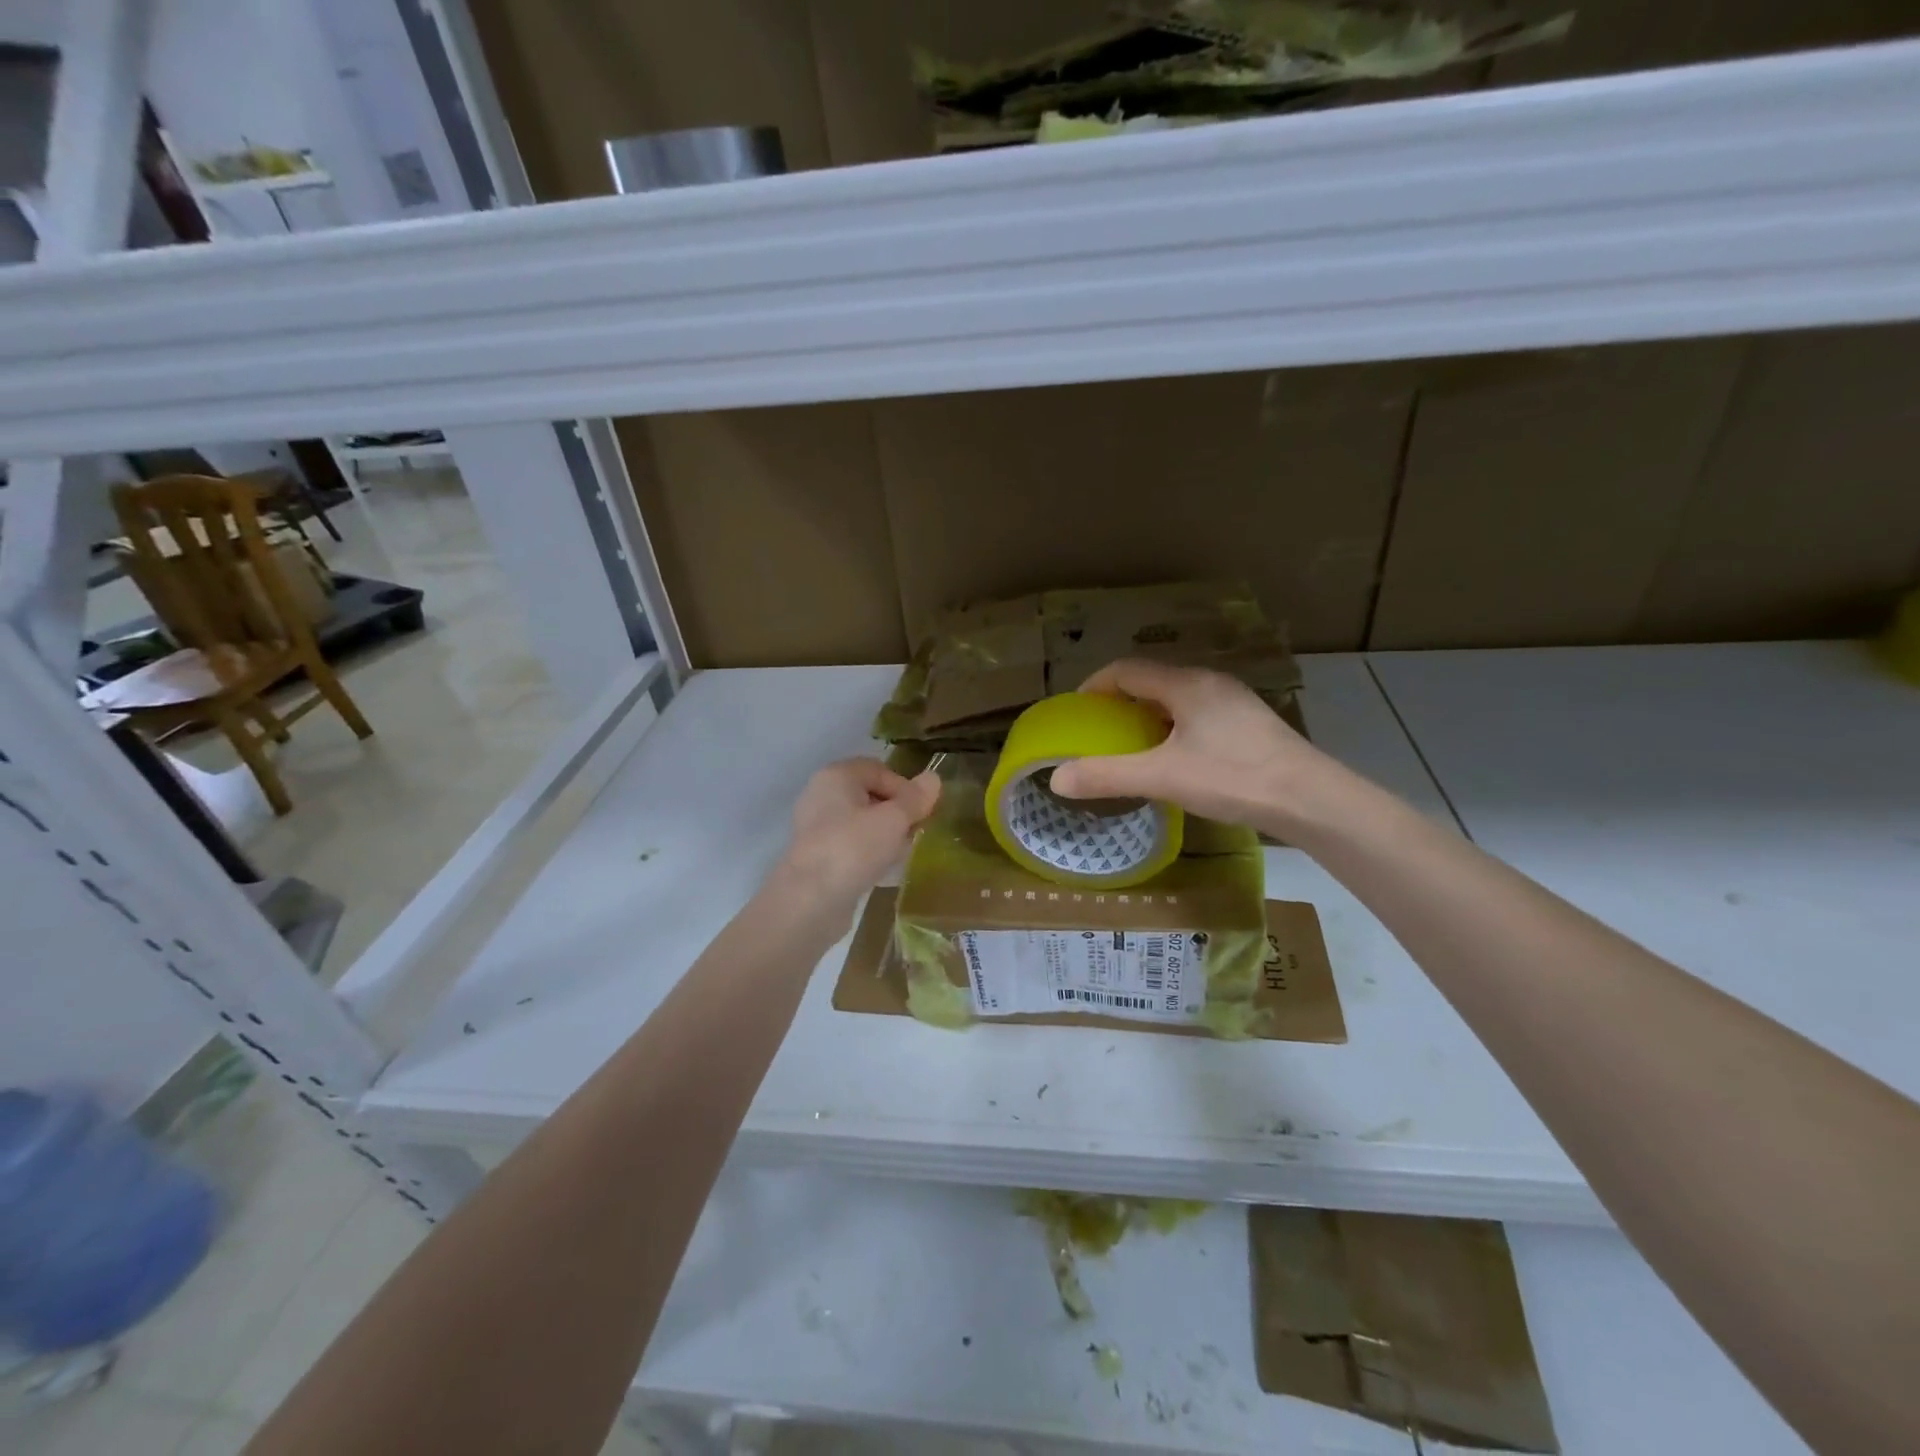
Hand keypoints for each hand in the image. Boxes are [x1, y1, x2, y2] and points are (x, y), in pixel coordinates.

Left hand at [767, 759, 940, 928]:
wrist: (809, 901)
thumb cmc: (853, 848)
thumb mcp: (894, 819)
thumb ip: (916, 798)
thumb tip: (934, 778)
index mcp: (836, 776)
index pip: (880, 770)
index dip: (905, 788)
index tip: (921, 813)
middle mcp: (822, 795)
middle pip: (870, 795)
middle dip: (897, 813)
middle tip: (914, 832)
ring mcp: (816, 827)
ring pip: (861, 822)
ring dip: (885, 834)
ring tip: (902, 853)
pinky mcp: (816, 856)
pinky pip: (851, 844)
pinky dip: (869, 852)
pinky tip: (884, 870)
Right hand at [1048, 659, 1340, 835]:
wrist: (1310, 798)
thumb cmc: (1232, 778)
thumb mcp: (1162, 777)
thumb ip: (1107, 776)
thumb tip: (1056, 779)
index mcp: (1186, 684)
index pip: (1127, 669)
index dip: (1095, 685)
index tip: (1077, 711)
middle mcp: (1210, 682)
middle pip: (1152, 680)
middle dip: (1120, 701)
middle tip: (1100, 731)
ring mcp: (1233, 701)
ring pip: (1177, 698)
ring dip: (1148, 715)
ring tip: (1132, 745)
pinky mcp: (1249, 722)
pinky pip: (1197, 713)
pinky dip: (1173, 726)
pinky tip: (1175, 758)